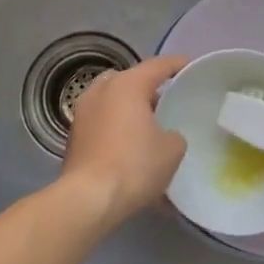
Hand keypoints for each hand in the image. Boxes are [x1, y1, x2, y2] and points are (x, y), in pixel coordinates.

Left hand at [59, 54, 187, 227]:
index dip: (176, 64)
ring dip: (128, 107)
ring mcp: (83, 112)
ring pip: (111, 100)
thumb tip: (165, 136)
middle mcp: (101, 91)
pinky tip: (129, 145)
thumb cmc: (134, 165)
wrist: (88, 199)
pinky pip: (101, 121)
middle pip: (129, 80)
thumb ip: (174, 134)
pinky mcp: (74, 136)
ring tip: (148, 125)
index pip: (157, 65)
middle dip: (147, 87)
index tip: (189, 65)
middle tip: (166, 100)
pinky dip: (115, 126)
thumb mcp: (172, 149)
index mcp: (127, 85)